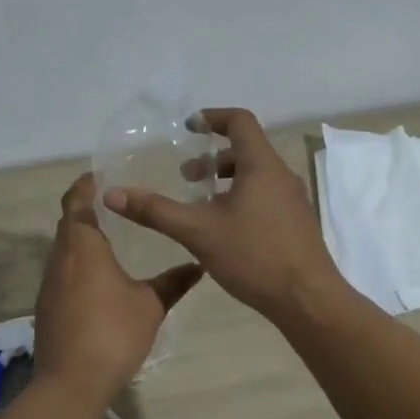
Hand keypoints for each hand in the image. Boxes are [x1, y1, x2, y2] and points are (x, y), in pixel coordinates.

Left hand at [31, 174, 203, 401]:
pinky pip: (61, 273)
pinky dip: (77, 265)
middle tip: (115, 205)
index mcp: (83, 247)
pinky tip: (98, 279)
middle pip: (68, 223)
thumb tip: (199, 265)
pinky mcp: (46, 307)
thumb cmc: (113, 333)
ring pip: (63, 250)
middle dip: (86, 210)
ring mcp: (49, 285)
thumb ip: (174, 282)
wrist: (71, 382)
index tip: (101, 175)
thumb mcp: (151, 306)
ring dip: (81, 240)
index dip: (85, 185)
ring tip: (111, 239)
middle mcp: (60, 259)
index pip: (76, 202)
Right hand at [104, 107, 348, 322]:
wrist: (308, 300)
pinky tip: (224, 229)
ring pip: (256, 175)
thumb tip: (111, 194)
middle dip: (213, 157)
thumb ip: (155, 211)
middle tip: (186, 176)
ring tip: (200, 204)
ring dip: (226, 180)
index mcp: (261, 165)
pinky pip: (265, 196)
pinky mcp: (296, 223)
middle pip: (247, 149)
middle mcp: (281, 176)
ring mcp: (293, 200)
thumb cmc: (254, 256)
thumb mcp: (197, 231)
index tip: (189, 128)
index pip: (240, 121)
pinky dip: (241, 198)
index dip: (212, 118)